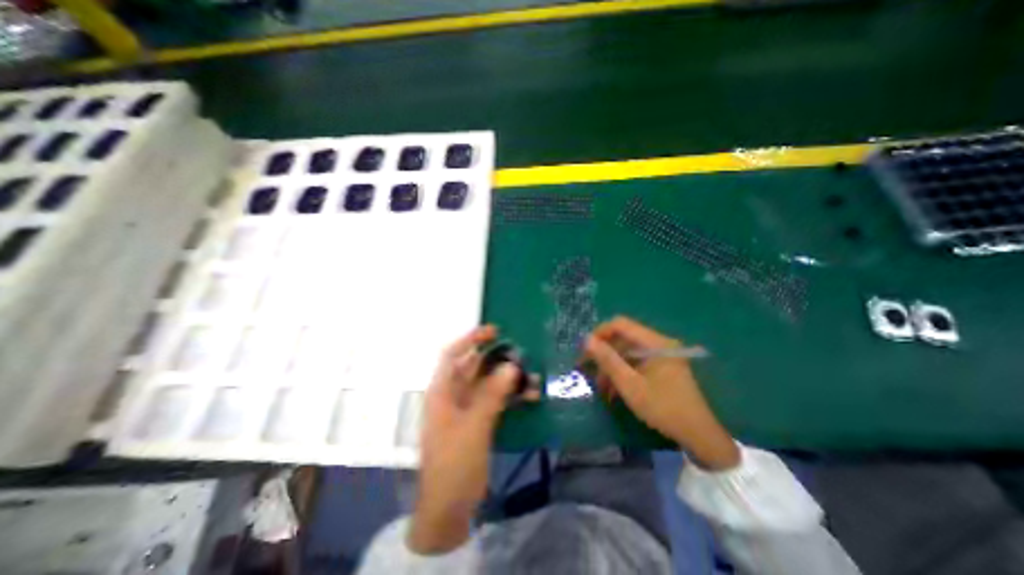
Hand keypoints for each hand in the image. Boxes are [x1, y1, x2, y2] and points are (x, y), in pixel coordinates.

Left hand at [408, 326, 537, 554]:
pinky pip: (497, 400)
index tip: (495, 331)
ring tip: (533, 379)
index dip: (471, 339)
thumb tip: (512, 365)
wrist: (449, 509)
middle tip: (522, 354)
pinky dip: (512, 396)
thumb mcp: (474, 426)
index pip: (453, 354)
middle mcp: (454, 394)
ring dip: (509, 379)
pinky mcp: (480, 420)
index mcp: (442, 391)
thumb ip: (492, 394)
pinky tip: (531, 397)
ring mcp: (467, 408)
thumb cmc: (454, 464)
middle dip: (498, 359)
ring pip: (489, 384)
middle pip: (475, 367)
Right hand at [584, 315, 735, 470]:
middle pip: (623, 338)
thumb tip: (587, 339)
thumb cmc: (663, 408)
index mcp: (655, 342)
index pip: (620, 324)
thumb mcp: (630, 385)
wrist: (699, 435)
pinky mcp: (662, 366)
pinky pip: (636, 362)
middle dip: (603, 352)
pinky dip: (623, 372)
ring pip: (627, 351)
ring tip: (600, 385)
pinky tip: (613, 389)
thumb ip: (608, 360)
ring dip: (611, 365)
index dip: (599, 333)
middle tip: (586, 368)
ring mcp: (661, 354)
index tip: (585, 350)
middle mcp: (659, 343)